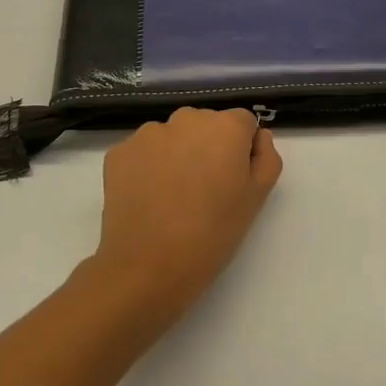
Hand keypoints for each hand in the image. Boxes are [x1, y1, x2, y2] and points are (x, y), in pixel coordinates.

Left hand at [91, 108, 283, 328]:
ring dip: (176, 155)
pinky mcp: (119, 152)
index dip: (242, 150)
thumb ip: (266, 158)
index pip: (243, 123)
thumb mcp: (256, 199)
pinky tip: (148, 199)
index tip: (233, 180)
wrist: (147, 268)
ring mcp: (148, 133)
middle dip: (208, 148)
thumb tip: (258, 137)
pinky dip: (147, 167)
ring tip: (173, 197)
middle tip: (204, 190)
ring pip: (172, 137)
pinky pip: (143, 152)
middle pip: (205, 125)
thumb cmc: (212, 234)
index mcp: (226, 127)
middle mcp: (187, 118)